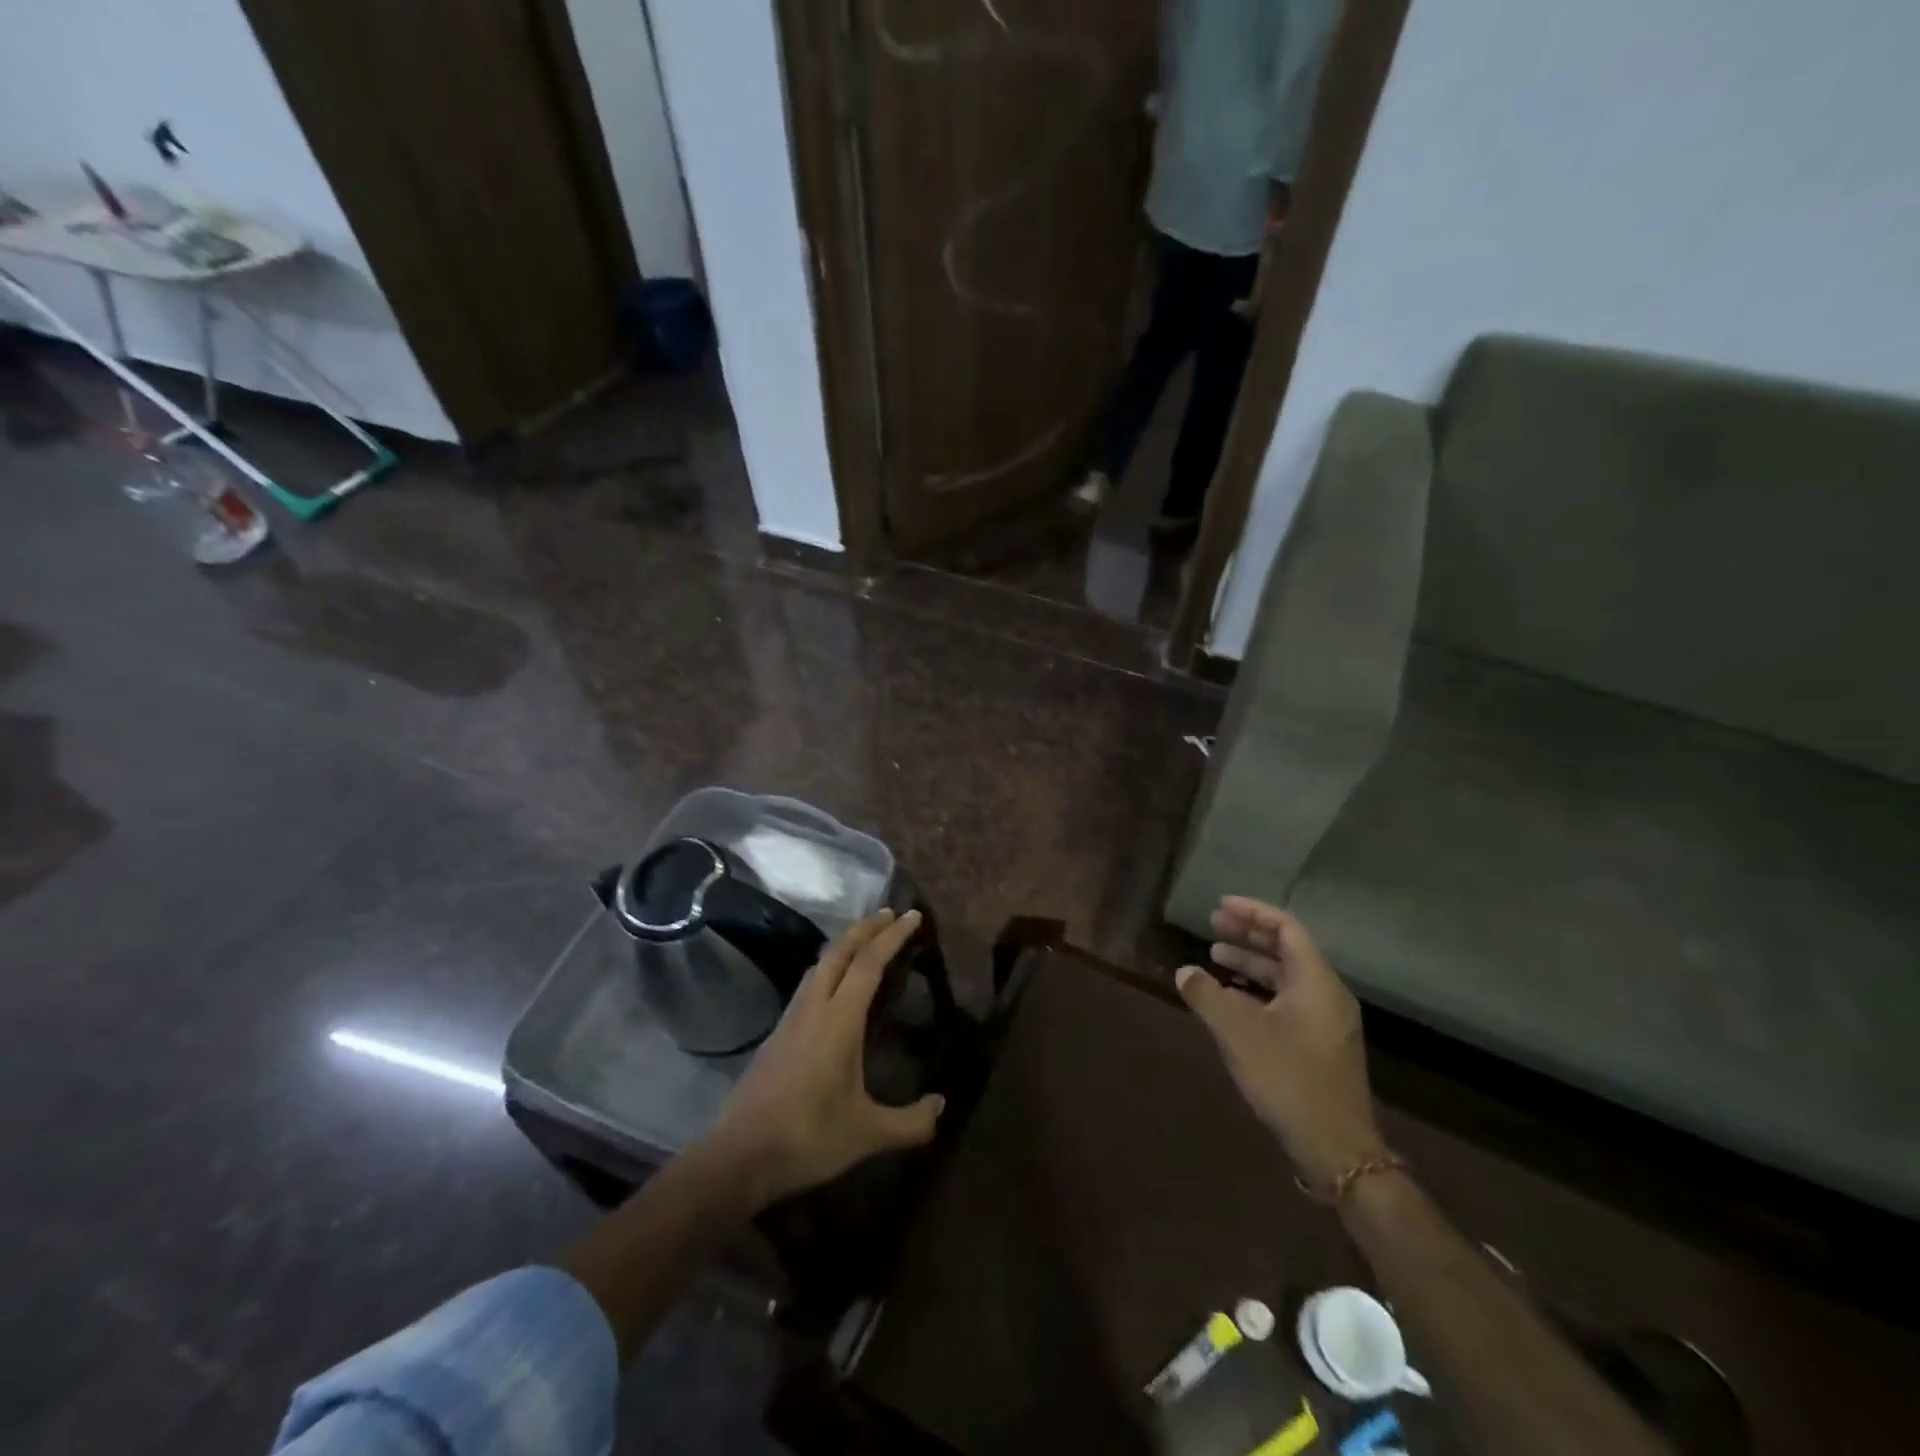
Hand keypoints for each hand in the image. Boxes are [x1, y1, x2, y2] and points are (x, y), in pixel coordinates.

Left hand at [705, 909, 944, 1207]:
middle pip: (839, 951)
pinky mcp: (777, 1035)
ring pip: (819, 965)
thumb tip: (941, 1105)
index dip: (892, 936)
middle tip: (890, 915)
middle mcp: (814, 1008)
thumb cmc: (808, 1138)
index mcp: (839, 1020)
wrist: (739, 1156)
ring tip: (866, 942)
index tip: (912, 916)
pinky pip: (808, 984)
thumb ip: (910, 1122)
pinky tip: (834, 986)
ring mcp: (791, 1019)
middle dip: (866, 928)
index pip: (869, 963)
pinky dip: (829, 968)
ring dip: (845, 945)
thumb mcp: (868, 1134)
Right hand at [1176, 897, 1384, 1188]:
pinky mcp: (1321, 1046)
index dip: (1252, 913)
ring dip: (1251, 964)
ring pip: (1286, 978)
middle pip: (1287, 950)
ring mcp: (1327, 1022)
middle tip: (1213, 926)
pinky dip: (1259, 991)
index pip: (1286, 928)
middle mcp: (1327, 995)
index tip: (1220, 906)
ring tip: (1215, 958)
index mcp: (1316, 982)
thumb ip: (1206, 995)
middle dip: (1249, 936)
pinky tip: (1231, 1001)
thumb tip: (1185, 971)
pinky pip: (1288, 1001)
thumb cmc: (1287, 1078)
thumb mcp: (1237, 1032)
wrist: (1336, 1148)